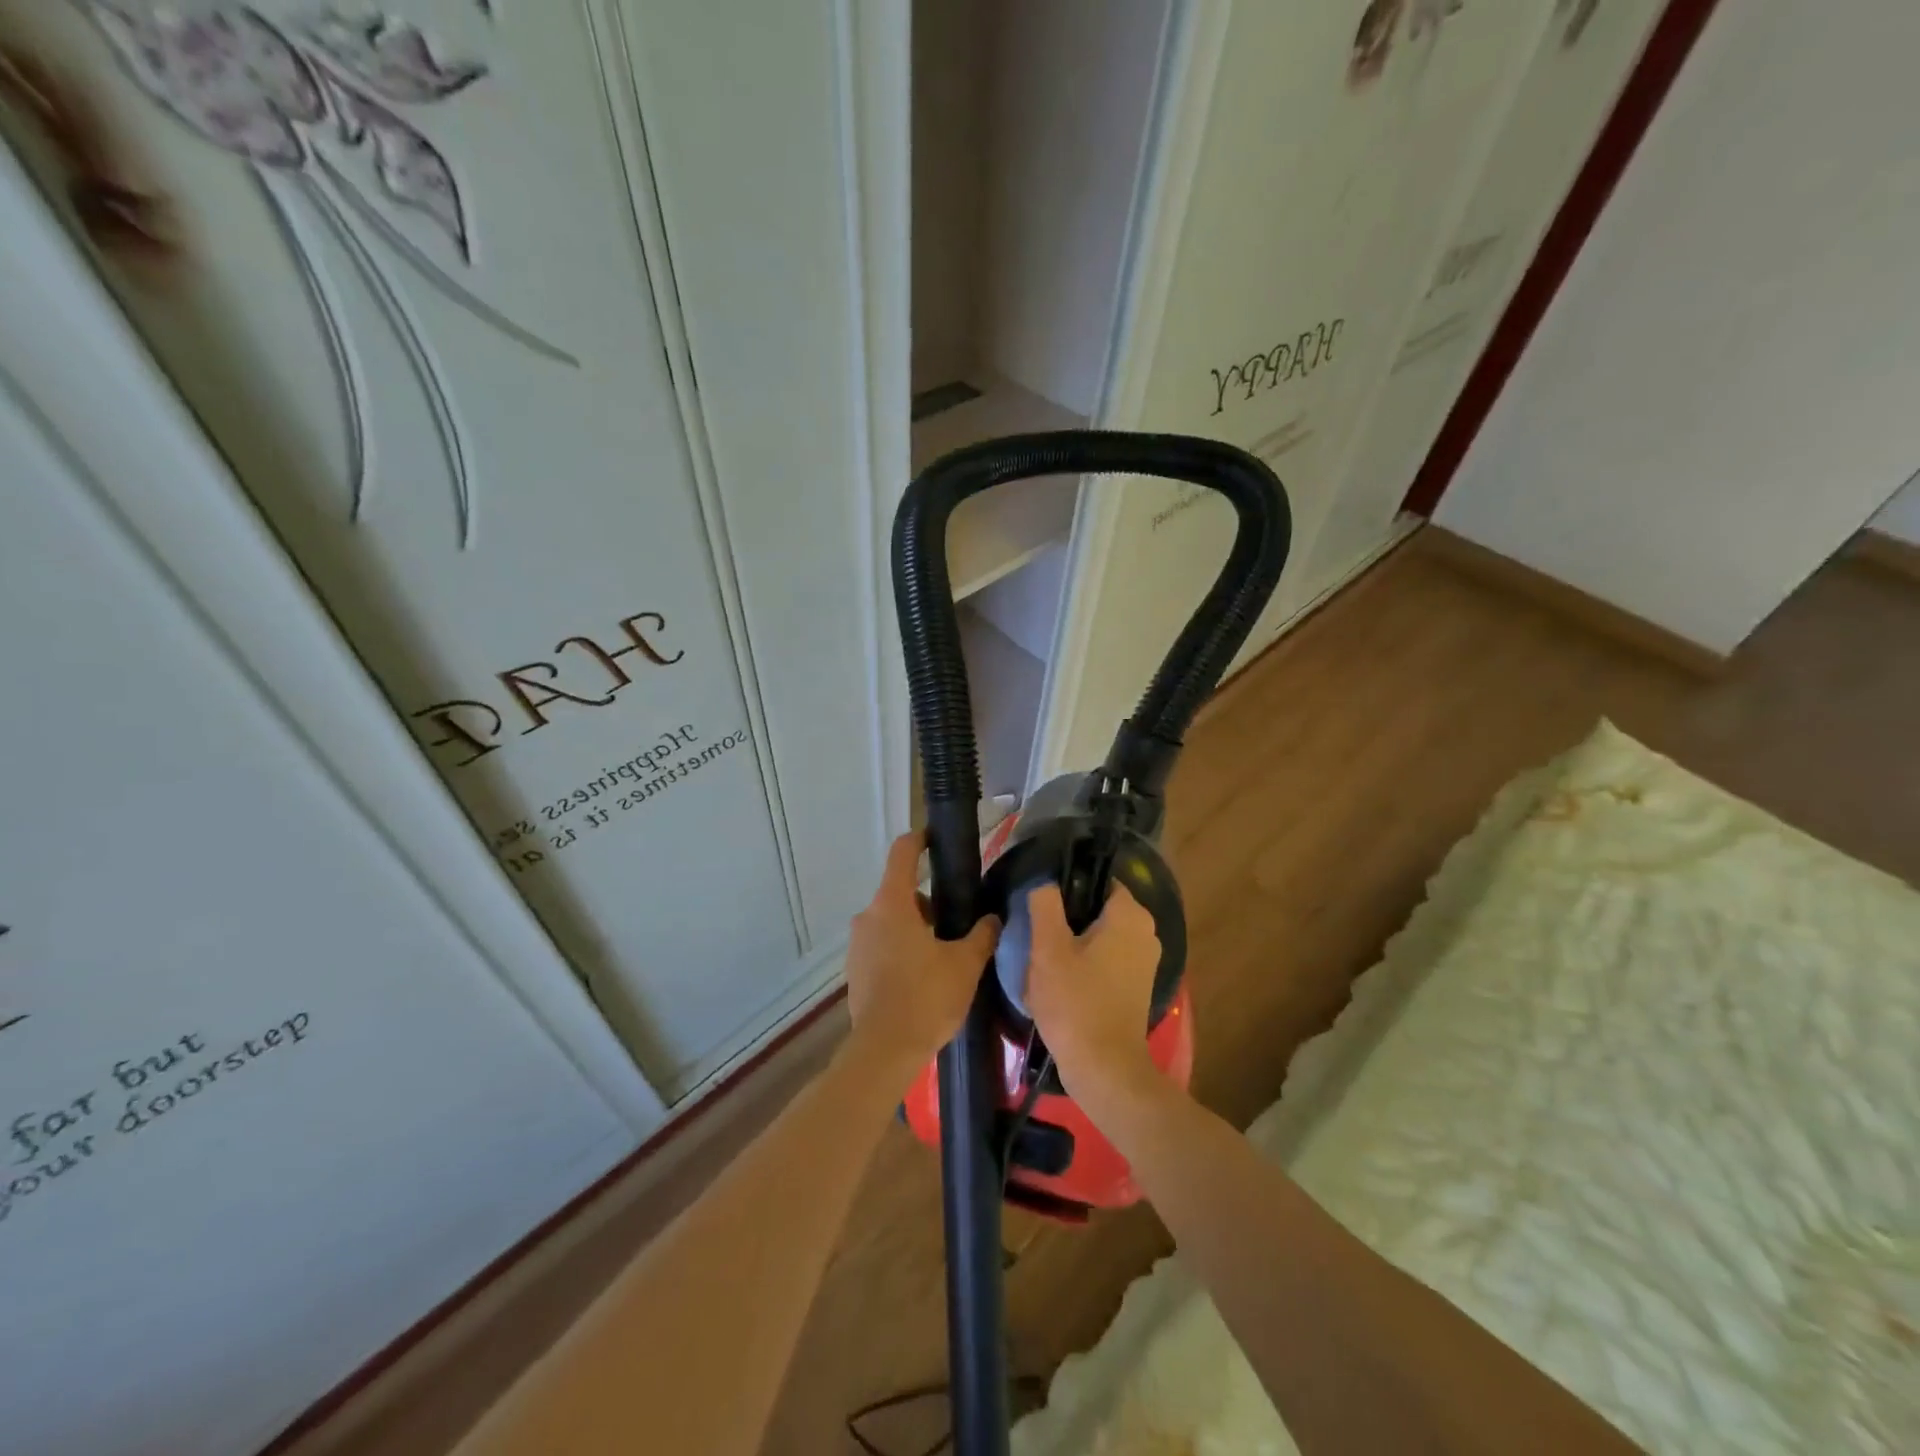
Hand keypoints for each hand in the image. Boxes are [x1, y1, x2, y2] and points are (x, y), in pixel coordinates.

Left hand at [845, 833, 999, 1079]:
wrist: (884, 1051)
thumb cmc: (925, 997)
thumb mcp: (965, 964)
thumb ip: (982, 935)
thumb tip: (993, 918)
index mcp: (892, 904)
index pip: (902, 853)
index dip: (920, 840)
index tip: (936, 838)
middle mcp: (868, 916)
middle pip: (900, 892)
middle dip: (929, 902)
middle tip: (958, 922)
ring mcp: (857, 944)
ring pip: (891, 921)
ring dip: (916, 929)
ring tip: (945, 955)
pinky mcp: (855, 970)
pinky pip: (882, 946)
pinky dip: (901, 950)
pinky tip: (923, 977)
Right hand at [1025, 881, 1162, 1100]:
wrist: (1104, 1069)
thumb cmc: (1075, 1002)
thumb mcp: (1048, 949)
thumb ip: (1045, 905)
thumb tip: (1045, 882)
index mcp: (1129, 915)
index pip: (1097, 879)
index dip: (1067, 885)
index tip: (1040, 901)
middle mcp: (1145, 932)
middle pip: (1097, 909)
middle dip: (1066, 919)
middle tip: (1036, 933)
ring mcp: (1144, 962)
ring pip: (1099, 937)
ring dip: (1072, 945)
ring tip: (1042, 960)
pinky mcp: (1136, 987)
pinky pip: (1106, 960)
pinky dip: (1084, 965)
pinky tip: (1059, 982)